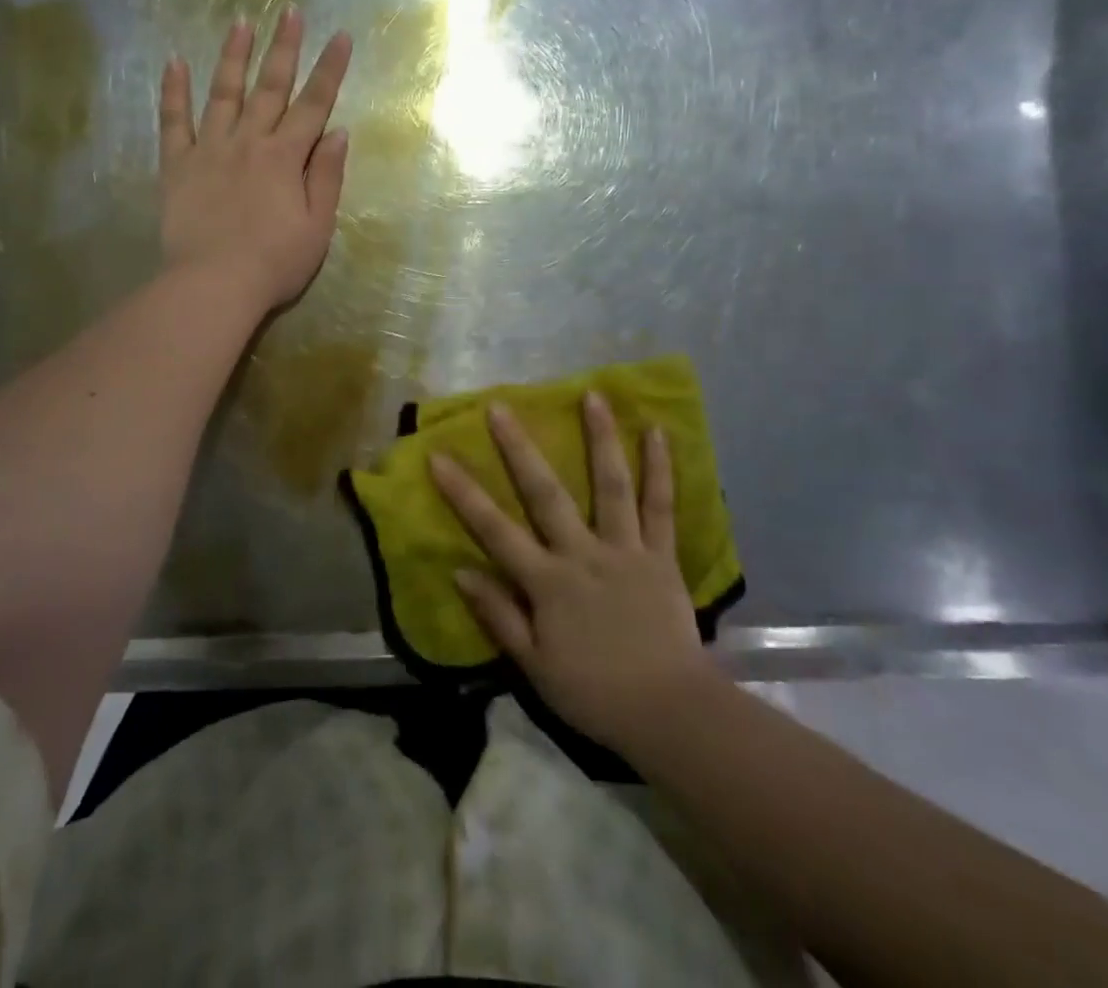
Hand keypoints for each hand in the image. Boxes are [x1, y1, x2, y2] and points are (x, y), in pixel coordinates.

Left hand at [159, 8, 352, 311]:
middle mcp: (249, 142)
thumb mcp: (318, 226)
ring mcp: (209, 150)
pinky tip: (174, 62)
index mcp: (286, 157)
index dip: (330, 69)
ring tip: (240, 21)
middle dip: (284, 47)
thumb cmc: (275, 263)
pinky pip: (173, 121)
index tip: (341, 36)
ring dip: (233, 56)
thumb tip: (338, 132)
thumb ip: (327, 177)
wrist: (214, 284)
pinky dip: (173, 91)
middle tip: (290, 10)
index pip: (313, 105)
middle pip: (270, 87)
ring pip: (223, 93)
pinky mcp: (177, 165)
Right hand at [431, 394, 713, 752]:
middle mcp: (582, 553)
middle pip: (545, 493)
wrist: (669, 712)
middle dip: (520, 448)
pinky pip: (661, 507)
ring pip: (611, 485)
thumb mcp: (534, 666)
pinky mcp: (662, 555)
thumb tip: (460, 571)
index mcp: (548, 582)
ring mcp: (625, 549)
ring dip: (600, 438)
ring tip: (592, 395)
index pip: (495, 529)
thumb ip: (498, 616)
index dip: (463, 492)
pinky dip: (661, 470)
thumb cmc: (594, 692)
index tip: (438, 456)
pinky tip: (658, 433)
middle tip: (500, 407)